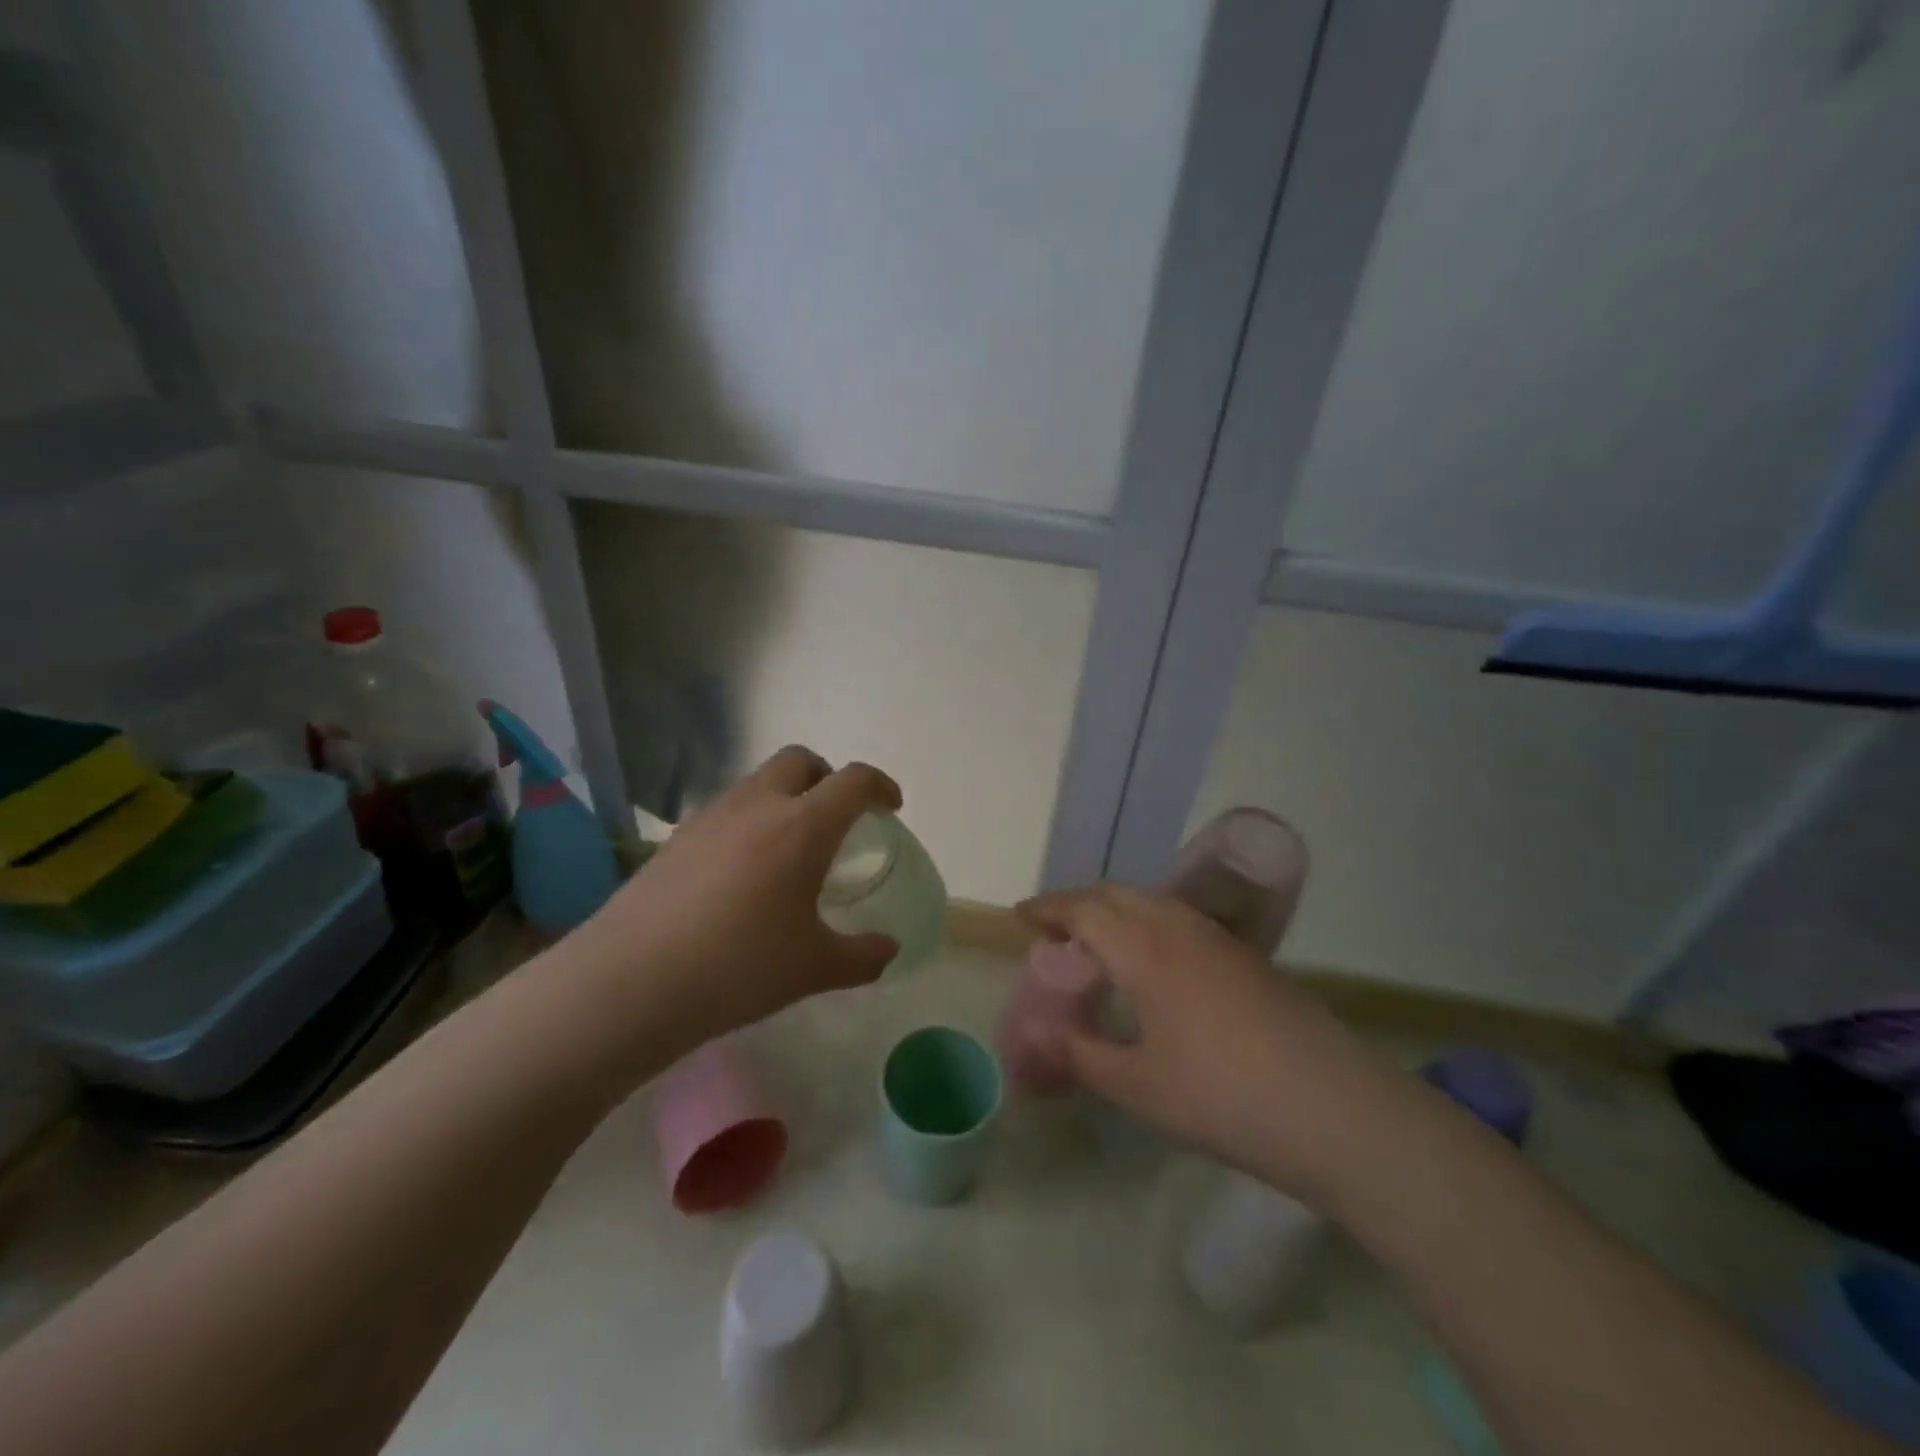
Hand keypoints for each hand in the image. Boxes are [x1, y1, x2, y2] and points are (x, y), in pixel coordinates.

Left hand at [571, 746, 903, 1053]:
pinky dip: (750, 820)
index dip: (880, 786)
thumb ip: (862, 956)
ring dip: (786, 796)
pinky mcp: (677, 836)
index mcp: (802, 827)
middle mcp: (758, 806)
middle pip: (801, 760)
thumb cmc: (738, 968)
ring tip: (789, 848)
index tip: (891, 807)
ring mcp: (711, 816)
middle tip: (838, 817)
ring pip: (759, 781)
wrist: (631, 982)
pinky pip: (727, 809)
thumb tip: (889, 950)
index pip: (853, 781)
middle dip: (828, 776)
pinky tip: (743, 872)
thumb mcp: (813, 969)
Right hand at [1019, 884, 1406, 1202]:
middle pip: (1117, 895)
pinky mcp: (1247, 958)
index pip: (1084, 909)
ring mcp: (1219, 940)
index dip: (1048, 909)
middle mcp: (1179, 928)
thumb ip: (1082, 1056)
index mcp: (1145, 949)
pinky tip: (1153, 966)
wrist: (1335, 1109)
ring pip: (1153, 903)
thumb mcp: (1138, 1087)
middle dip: (1079, 904)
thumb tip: (1043, 1040)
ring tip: (1097, 944)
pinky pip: (1181, 921)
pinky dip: (1149, 925)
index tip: (1020, 918)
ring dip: (1116, 911)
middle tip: (1054, 930)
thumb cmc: (1223, 1097)